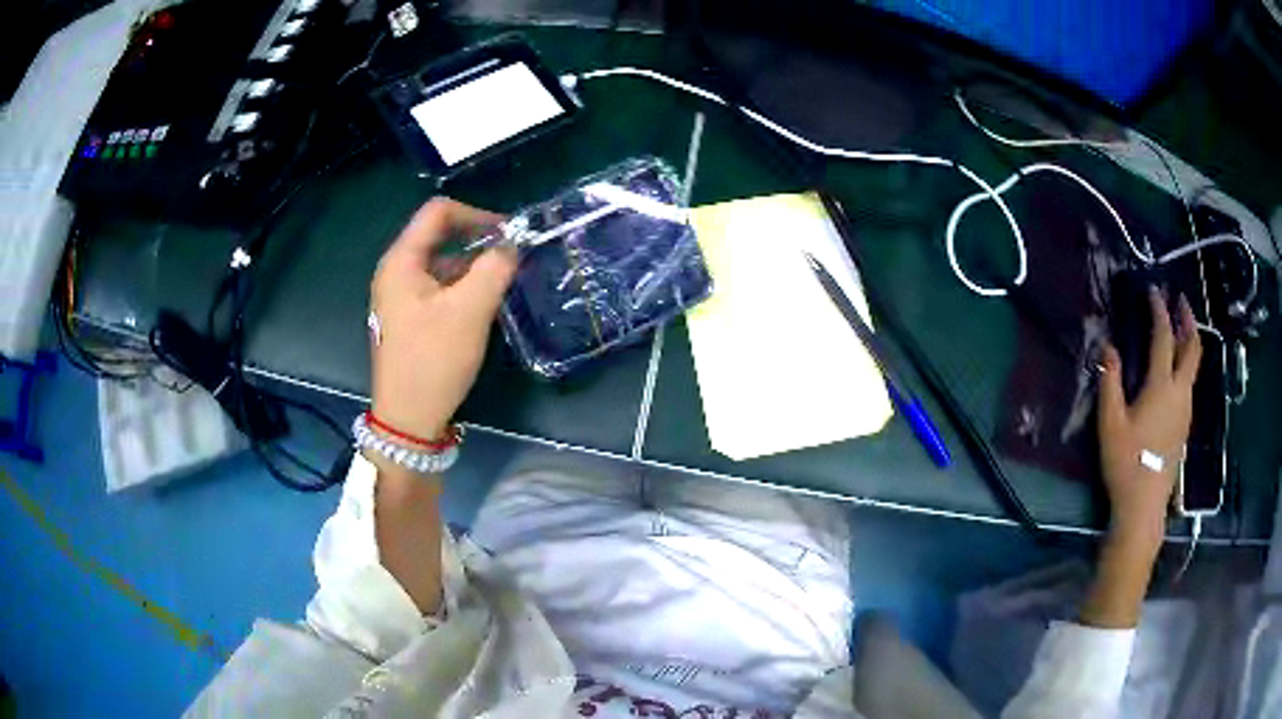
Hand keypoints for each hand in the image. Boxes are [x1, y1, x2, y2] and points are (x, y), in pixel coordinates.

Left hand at [369, 198, 516, 440]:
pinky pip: (439, 287)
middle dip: (478, 240)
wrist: (408, 419)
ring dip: (473, 266)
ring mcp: (400, 295)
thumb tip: (512, 246)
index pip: (438, 212)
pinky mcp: (409, 316)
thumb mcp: (470, 311)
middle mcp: (396, 271)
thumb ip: (494, 268)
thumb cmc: (434, 360)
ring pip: (442, 263)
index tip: (509, 234)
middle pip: (439, 236)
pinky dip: (463, 287)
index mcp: (401, 261)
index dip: (476, 214)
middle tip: (512, 257)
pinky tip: (484, 304)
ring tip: (504, 281)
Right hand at [1097, 289, 1201, 549]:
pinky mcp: (1185, 426)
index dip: (1159, 310)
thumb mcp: (1110, 423)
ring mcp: (1186, 410)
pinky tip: (1177, 371)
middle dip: (1188, 320)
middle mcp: (1180, 392)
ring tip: (1180, 330)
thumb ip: (1110, 382)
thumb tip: (1107, 348)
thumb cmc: (1126, 464)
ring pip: (1194, 366)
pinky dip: (1187, 365)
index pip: (1164, 337)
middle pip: (1192, 347)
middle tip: (1181, 301)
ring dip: (1189, 341)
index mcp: (1162, 386)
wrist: (1144, 506)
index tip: (1153, 291)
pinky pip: (1190, 384)